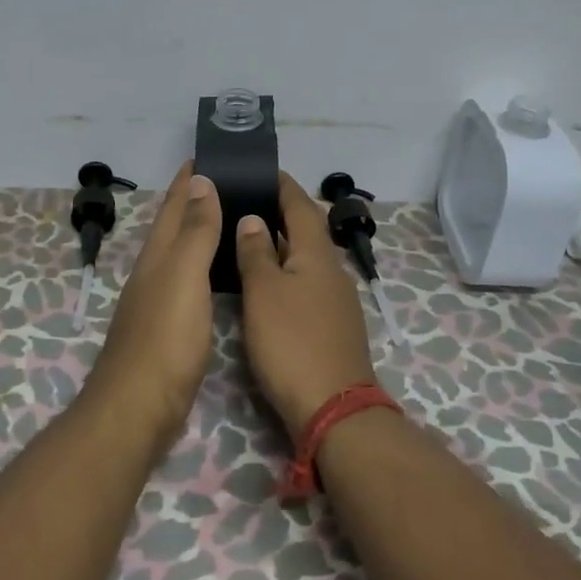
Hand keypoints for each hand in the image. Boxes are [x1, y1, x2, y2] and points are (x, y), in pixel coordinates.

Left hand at [85, 162, 222, 457]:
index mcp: (157, 255)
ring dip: (202, 232)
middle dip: (196, 200)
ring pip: (183, 254)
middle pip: (175, 226)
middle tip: (231, 180)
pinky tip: (222, 273)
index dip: (188, 179)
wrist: (139, 407)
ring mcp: (160, 301)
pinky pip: (191, 281)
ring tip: (233, 217)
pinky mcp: (171, 328)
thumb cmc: (165, 337)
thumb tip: (200, 181)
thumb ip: (194, 231)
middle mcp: (154, 272)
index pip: (174, 205)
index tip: (208, 153)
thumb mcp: (183, 275)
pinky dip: (206, 266)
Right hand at [235, 172, 376, 439]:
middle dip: (279, 213)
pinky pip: (306, 284)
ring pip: (306, 259)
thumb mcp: (264, 293)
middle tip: (244, 202)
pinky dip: (286, 273)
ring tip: (248, 238)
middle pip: (306, 231)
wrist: (334, 408)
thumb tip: (253, 219)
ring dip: (281, 245)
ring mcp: (336, 300)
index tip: (262, 170)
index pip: (301, 205)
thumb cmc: (292, 343)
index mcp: (317, 254)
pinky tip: (266, 284)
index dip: (282, 185)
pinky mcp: (332, 326)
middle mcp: (332, 270)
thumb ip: (257, 253)